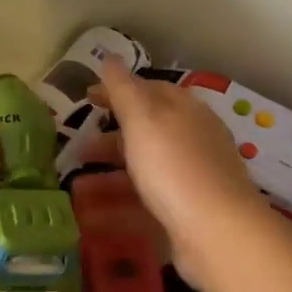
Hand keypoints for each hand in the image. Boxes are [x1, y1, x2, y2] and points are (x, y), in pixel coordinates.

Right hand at [94, 57, 271, 287]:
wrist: (217, 234)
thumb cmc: (175, 168)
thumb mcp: (144, 120)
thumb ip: (124, 90)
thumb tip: (110, 57)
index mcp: (185, 112)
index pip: (150, 91)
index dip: (116, 91)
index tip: (86, 98)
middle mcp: (191, 143)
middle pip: (145, 135)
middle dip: (109, 139)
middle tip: (77, 147)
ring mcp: (189, 181)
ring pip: (142, 172)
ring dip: (107, 177)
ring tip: (74, 186)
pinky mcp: (184, 215)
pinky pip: (143, 206)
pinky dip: (116, 208)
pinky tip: (90, 218)